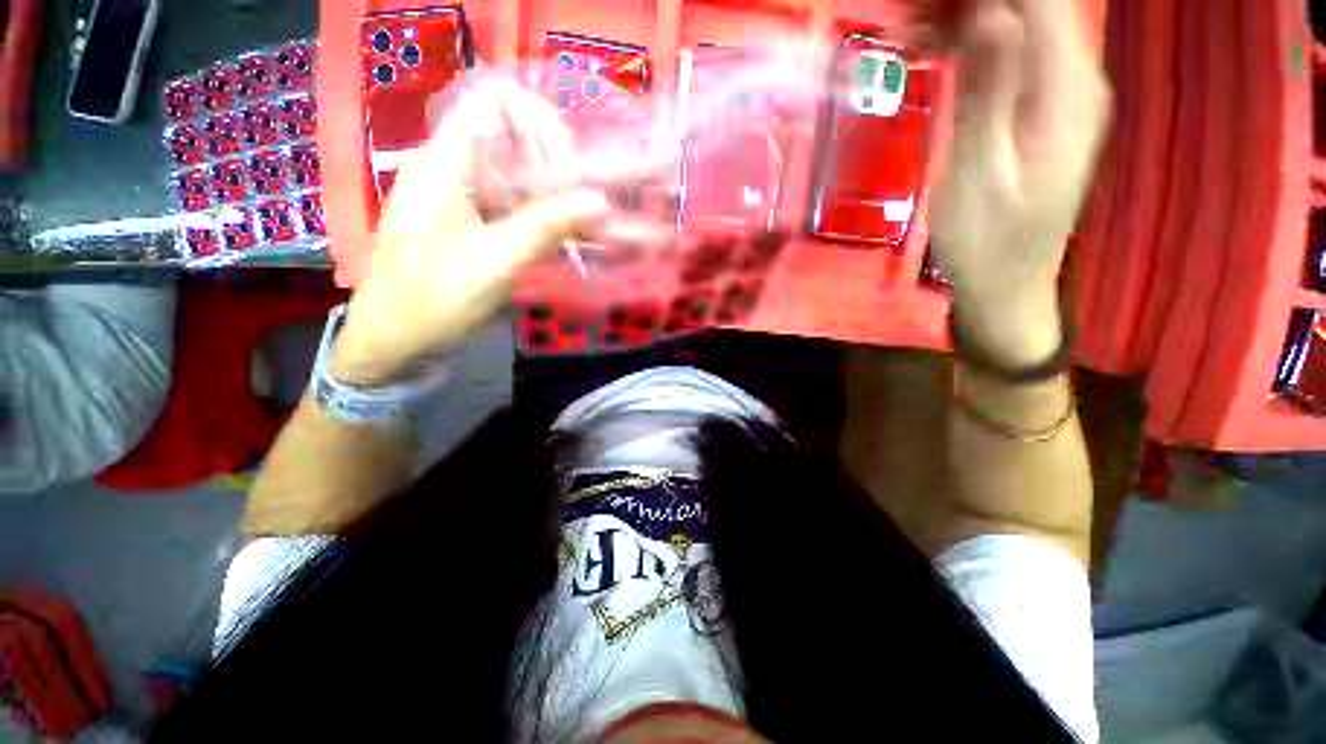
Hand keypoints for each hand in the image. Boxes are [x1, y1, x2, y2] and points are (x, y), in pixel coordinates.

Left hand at [330, 83, 610, 386]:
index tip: (569, 167)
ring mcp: (464, 197)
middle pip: (515, 141)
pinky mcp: (474, 223)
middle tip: (590, 206)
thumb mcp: (495, 262)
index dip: (539, 123)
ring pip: (521, 178)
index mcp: (445, 163)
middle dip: (559, 168)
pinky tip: (571, 240)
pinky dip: (547, 220)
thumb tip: (600, 201)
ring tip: (591, 227)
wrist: (396, 339)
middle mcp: (454, 169)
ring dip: (559, 198)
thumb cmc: (434, 299)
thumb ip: (547, 227)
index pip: (496, 104)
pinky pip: (517, 207)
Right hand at [926, 0, 1109, 366]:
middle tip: (914, 12)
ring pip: (1023, 21)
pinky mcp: (1044, 106)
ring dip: (969, 14)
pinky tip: (938, 45)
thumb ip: (989, 93)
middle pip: (1034, 3)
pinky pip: (1015, 50)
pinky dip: (976, 39)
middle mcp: (1076, 78)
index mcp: (1065, 90)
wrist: (1008, 283)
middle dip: (972, 1)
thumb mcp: (976, 174)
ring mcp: (1063, 91)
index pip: (1040, 0)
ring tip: (915, 23)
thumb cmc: (986, 242)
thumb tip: (990, 14)